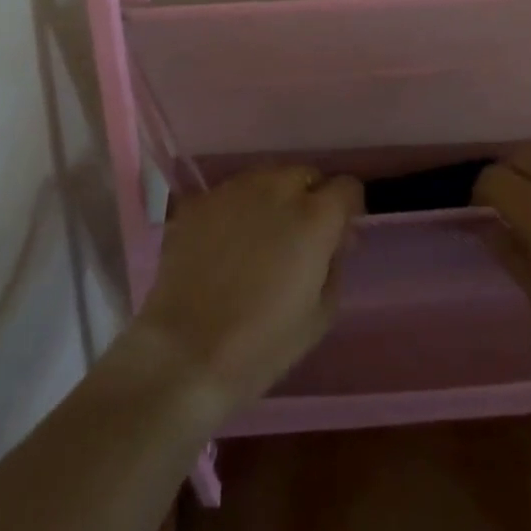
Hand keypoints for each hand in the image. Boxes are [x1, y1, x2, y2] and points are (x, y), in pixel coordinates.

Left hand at [131, 165, 362, 419]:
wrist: (183, 355)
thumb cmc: (261, 345)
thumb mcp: (320, 315)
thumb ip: (335, 264)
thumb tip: (336, 240)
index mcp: (314, 216)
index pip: (347, 187)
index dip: (347, 209)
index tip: (339, 233)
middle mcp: (277, 188)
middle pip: (306, 175)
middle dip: (310, 198)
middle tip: (299, 236)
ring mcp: (234, 190)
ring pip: (267, 177)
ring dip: (273, 198)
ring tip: (261, 235)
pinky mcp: (200, 201)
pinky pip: (231, 193)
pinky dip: (238, 209)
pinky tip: (226, 242)